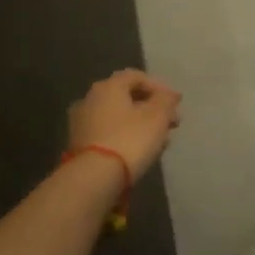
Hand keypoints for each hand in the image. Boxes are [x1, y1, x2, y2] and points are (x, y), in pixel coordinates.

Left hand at [67, 69, 181, 180]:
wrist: (94, 178)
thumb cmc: (130, 139)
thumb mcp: (158, 117)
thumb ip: (166, 101)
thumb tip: (169, 95)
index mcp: (108, 86)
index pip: (136, 76)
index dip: (159, 87)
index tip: (175, 103)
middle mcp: (90, 99)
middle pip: (126, 97)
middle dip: (151, 108)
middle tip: (171, 122)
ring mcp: (81, 123)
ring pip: (118, 117)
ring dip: (140, 124)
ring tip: (160, 140)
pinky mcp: (79, 145)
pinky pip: (108, 133)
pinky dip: (125, 136)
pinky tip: (141, 151)